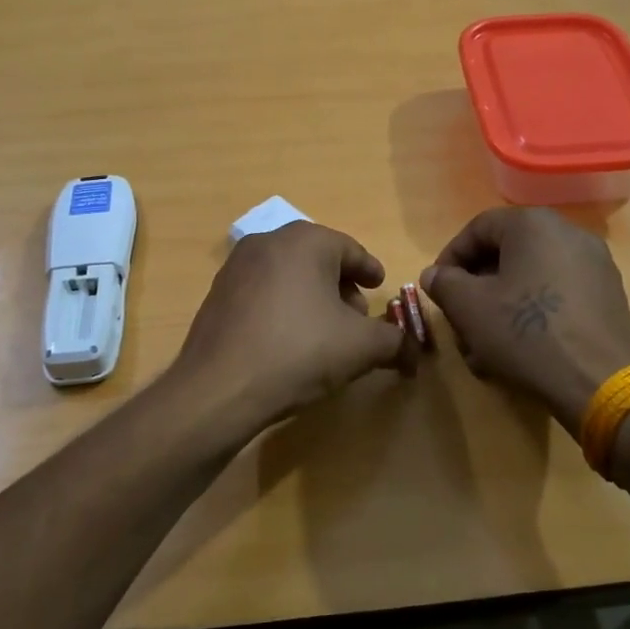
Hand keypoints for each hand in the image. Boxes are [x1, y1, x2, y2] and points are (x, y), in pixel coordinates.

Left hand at [172, 222, 415, 432]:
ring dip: (311, 296)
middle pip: (318, 258)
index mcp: (305, 241)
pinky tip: (288, 339)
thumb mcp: (362, 347)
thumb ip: (396, 341)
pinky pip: (262, 292)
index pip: (351, 249)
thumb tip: (413, 352)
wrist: (220, 387)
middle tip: (355, 316)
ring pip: (288, 274)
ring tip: (324, 331)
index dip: (370, 271)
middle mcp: (268, 241)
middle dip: (341, 285)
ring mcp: (236, 267)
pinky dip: (282, 306)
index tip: (380, 287)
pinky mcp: (217, 294)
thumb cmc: (299, 352)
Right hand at [420, 208, 629, 430]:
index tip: (438, 289)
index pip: (478, 228)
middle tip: (460, 319)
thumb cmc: (526, 333)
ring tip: (484, 344)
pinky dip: (532, 313)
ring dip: (500, 305)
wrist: (599, 382)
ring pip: (530, 278)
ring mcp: (594, 265)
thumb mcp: (468, 307)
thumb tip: (435, 274)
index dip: (450, 258)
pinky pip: (557, 294)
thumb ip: (444, 283)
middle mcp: (568, 233)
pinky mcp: (607, 297)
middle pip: (506, 253)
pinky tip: (518, 349)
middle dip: (476, 287)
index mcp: (533, 224)